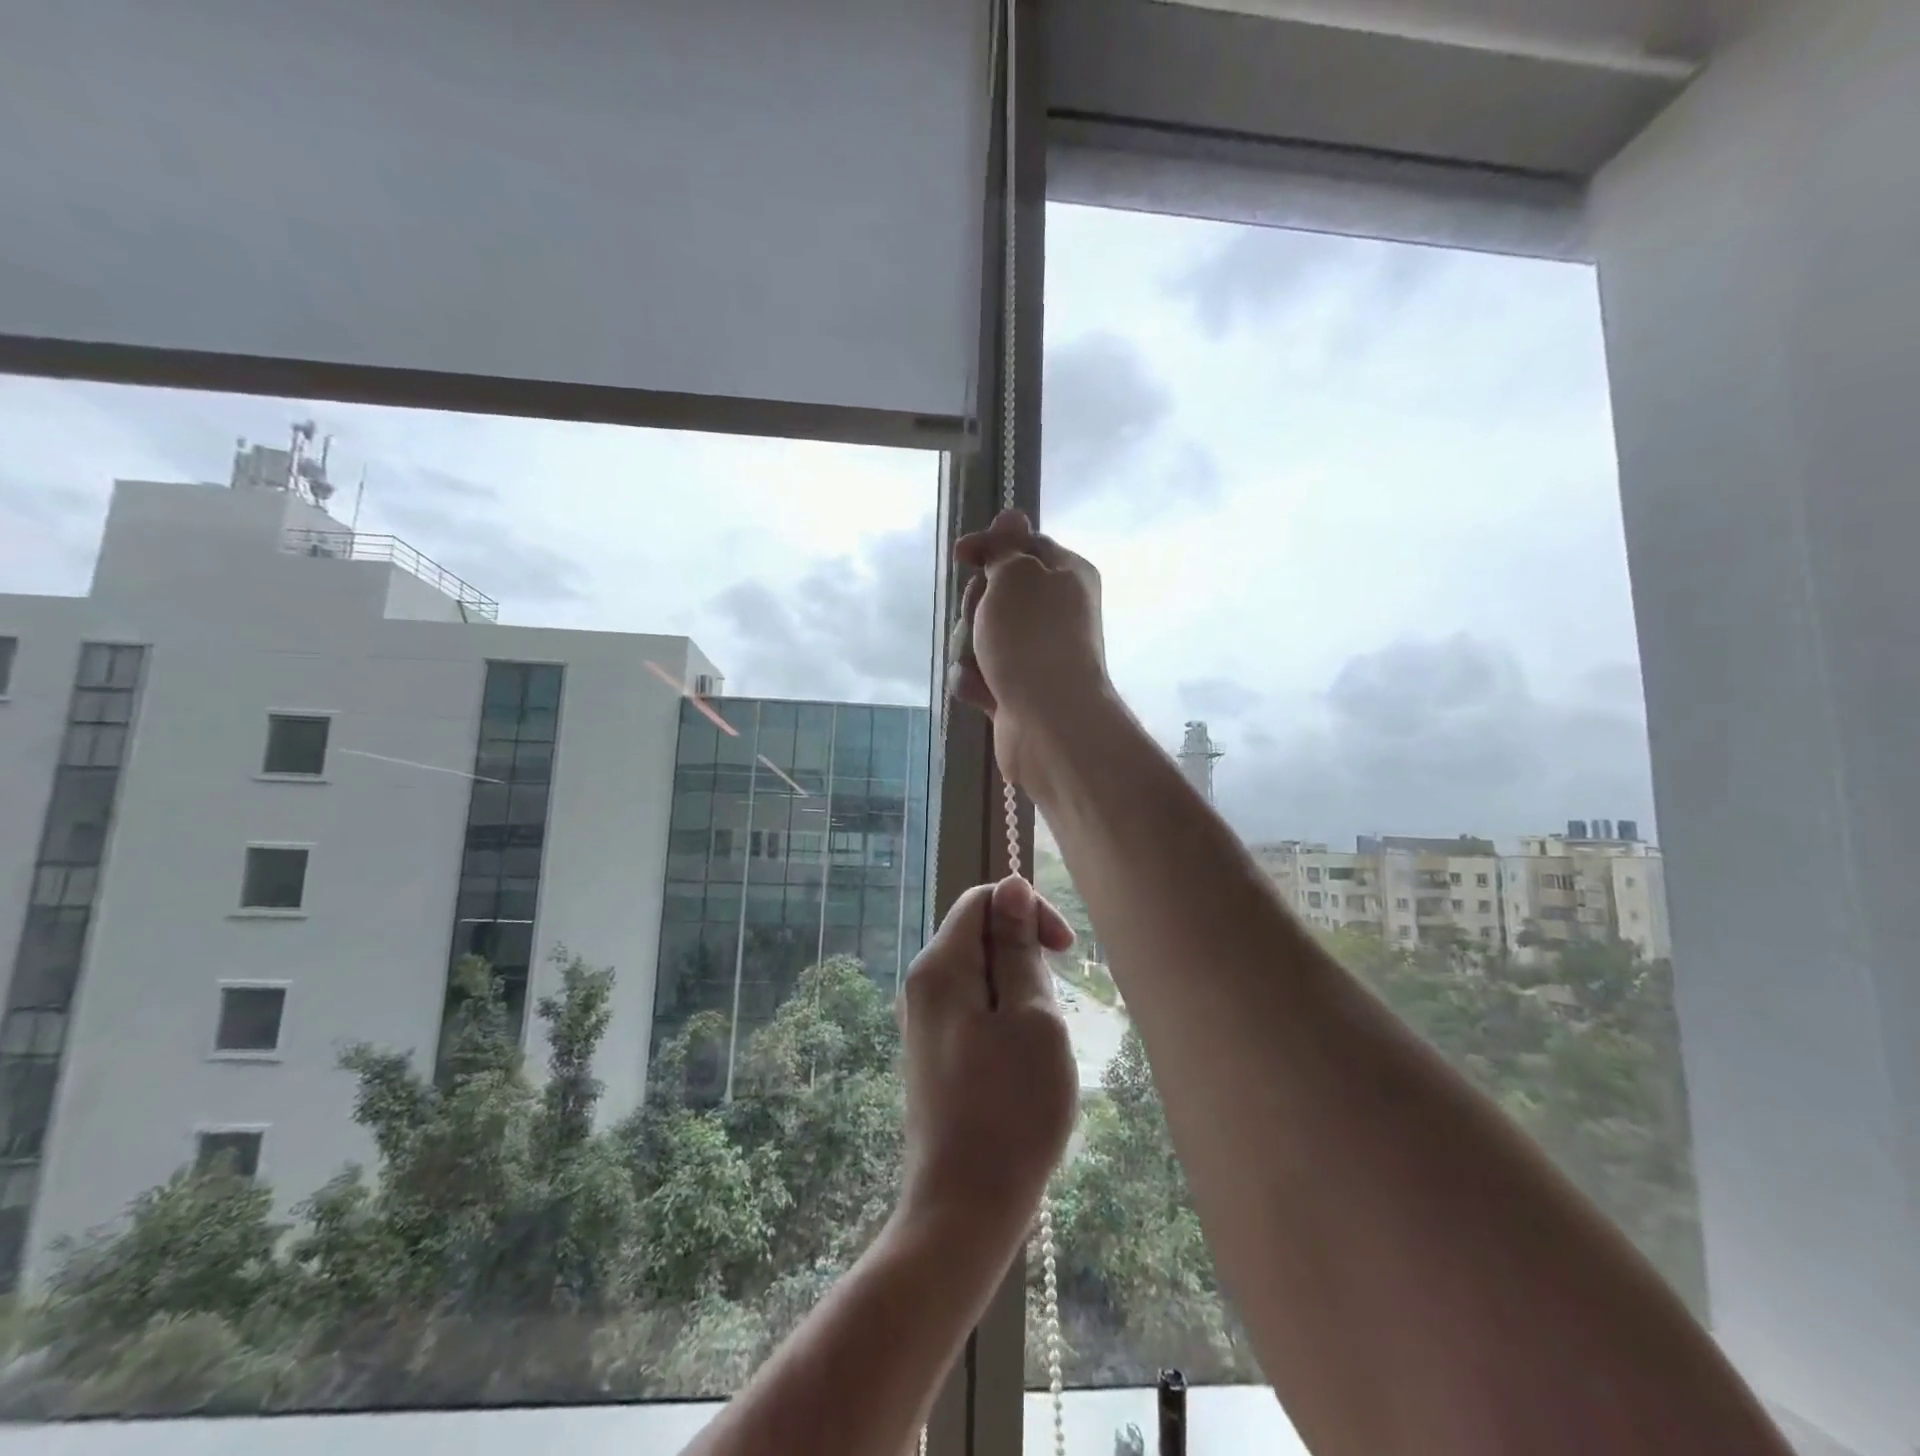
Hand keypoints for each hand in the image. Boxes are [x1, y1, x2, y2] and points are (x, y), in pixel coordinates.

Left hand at [897, 877, 1079, 1250]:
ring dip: (1018, 990)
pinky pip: (971, 1009)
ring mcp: (922, 1022)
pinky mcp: (932, 1054)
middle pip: (977, 935)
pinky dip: (1003, 1017)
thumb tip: (1011, 887)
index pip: (982, 901)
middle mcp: (920, 985)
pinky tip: (1023, 1061)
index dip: (1027, 910)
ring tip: (1042, 1041)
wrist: (964, 1207)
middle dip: (1023, 953)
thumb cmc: (1011, 1108)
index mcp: (939, 966)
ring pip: (979, 975)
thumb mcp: (1031, 1016)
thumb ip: (1017, 947)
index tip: (1065, 951)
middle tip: (1055, 1006)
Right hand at [948, 510, 1108, 794]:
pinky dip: (974, 681)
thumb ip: (1007, 547)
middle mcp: (1054, 612)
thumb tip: (1012, 515)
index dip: (990, 547)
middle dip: (976, 605)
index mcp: (1065, 575)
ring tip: (982, 664)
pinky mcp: (1017, 691)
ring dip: (970, 646)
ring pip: (981, 635)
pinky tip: (980, 692)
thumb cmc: (1032, 638)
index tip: (961, 555)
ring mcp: (1034, 654)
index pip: (1022, 546)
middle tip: (984, 619)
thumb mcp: (1016, 576)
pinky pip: (981, 674)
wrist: (1050, 723)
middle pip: (995, 592)